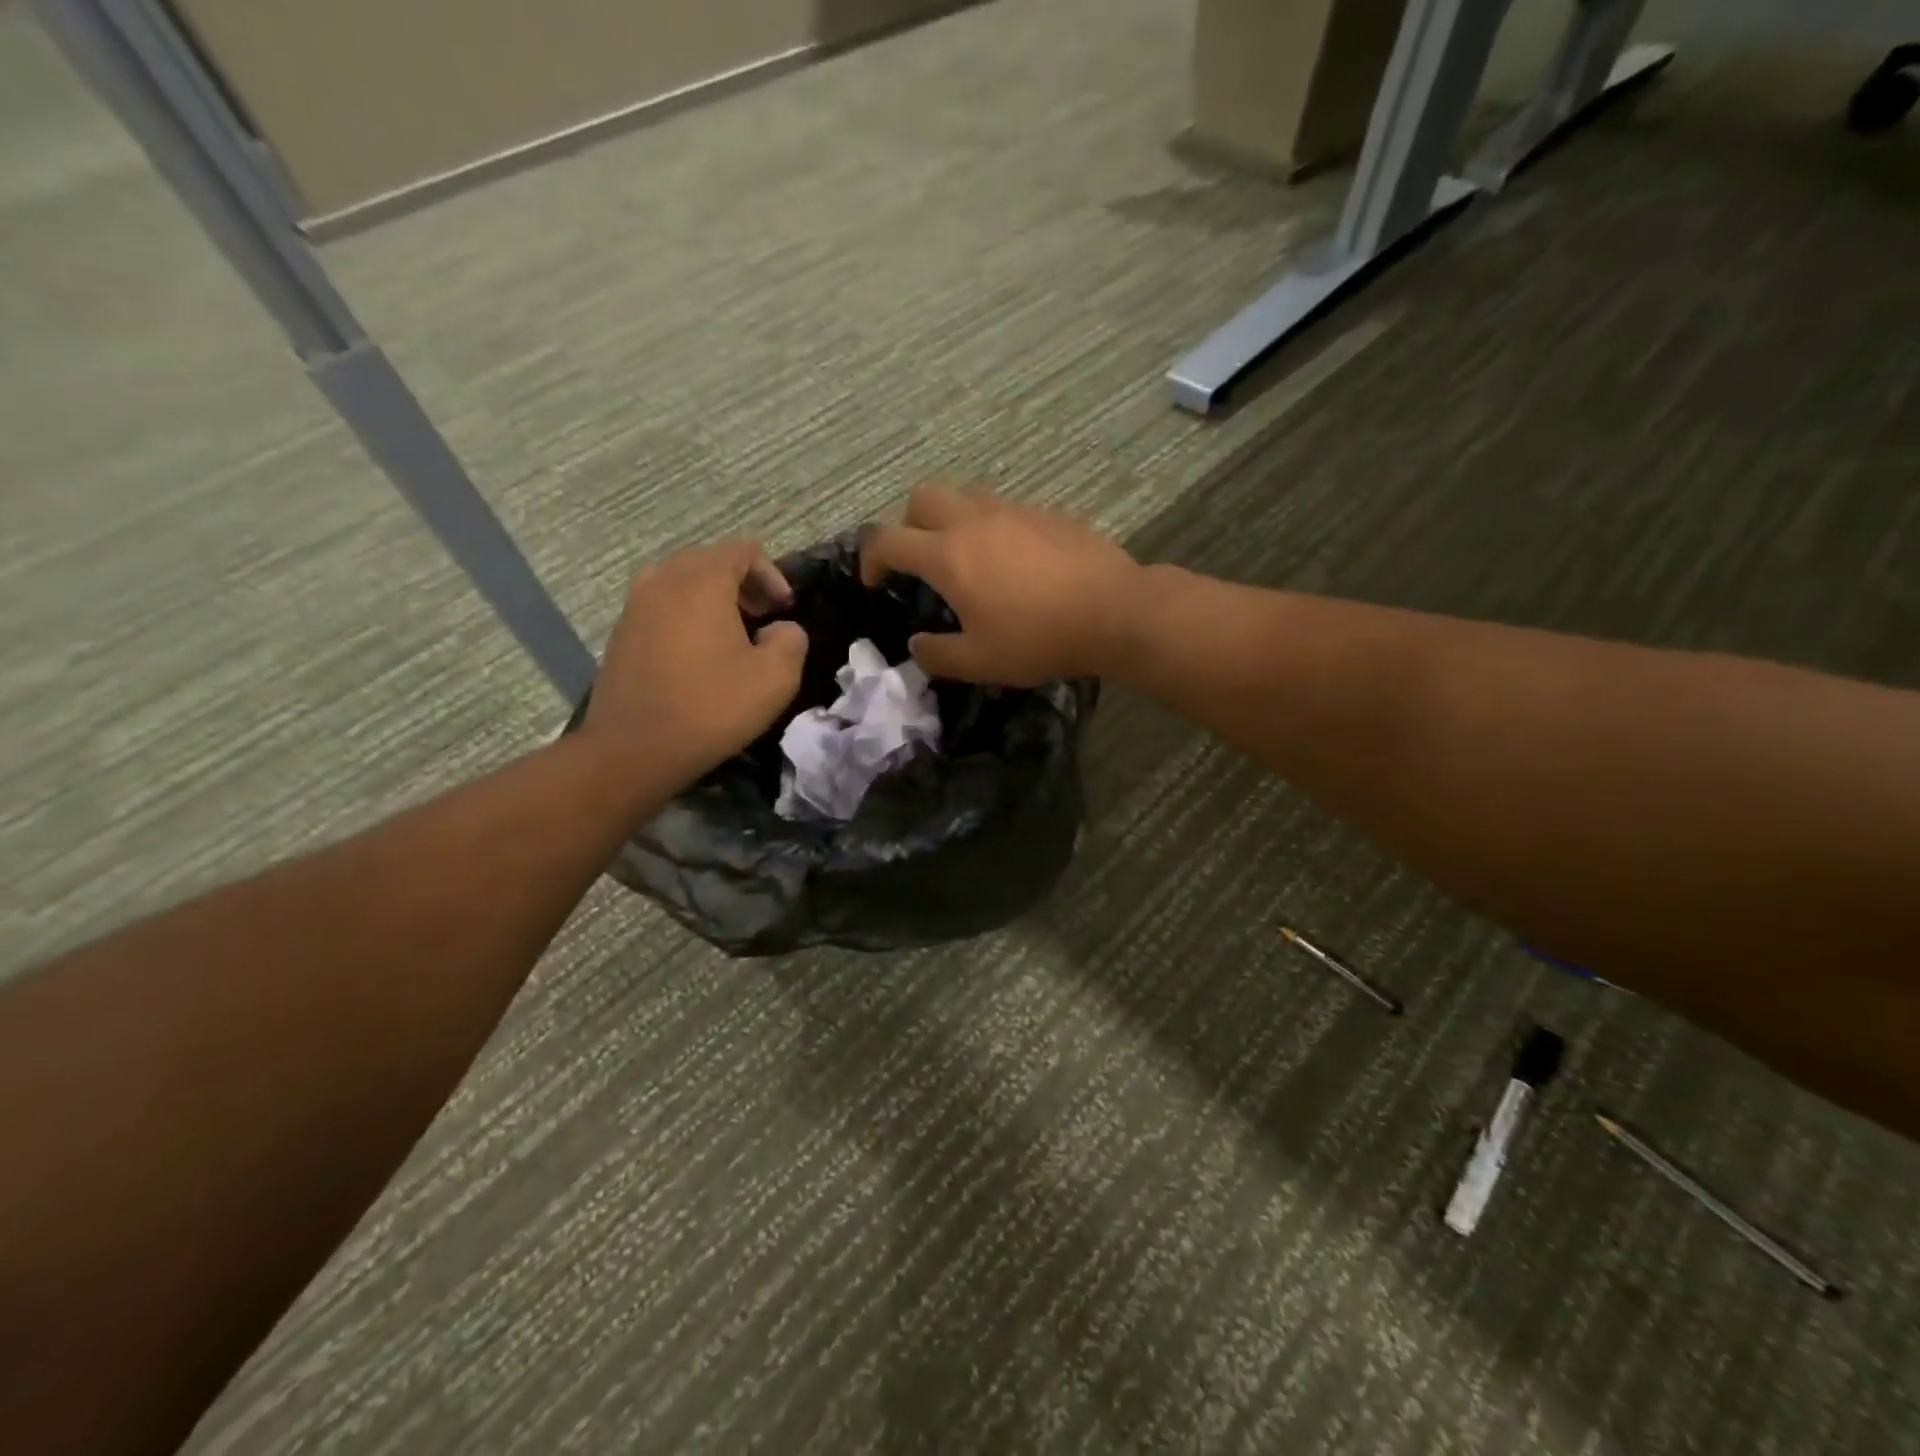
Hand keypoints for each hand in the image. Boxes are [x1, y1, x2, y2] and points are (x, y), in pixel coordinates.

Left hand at [582, 541, 808, 781]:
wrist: (633, 749)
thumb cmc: (711, 708)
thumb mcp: (775, 678)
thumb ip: (792, 639)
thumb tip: (781, 629)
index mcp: (701, 581)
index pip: (743, 551)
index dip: (773, 575)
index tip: (785, 610)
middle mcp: (663, 580)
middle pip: (709, 560)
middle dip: (743, 583)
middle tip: (764, 618)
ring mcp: (635, 605)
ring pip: (681, 581)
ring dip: (712, 598)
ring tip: (732, 634)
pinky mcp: (621, 633)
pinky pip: (661, 605)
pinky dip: (686, 614)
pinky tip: (699, 654)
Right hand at [861, 482, 1143, 684]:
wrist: (1113, 611)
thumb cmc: (1038, 638)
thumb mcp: (979, 662)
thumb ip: (937, 655)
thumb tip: (917, 646)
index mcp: (948, 555)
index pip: (888, 540)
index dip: (871, 558)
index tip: (873, 580)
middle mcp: (975, 520)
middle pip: (922, 497)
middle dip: (908, 524)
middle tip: (920, 560)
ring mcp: (1014, 510)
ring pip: (966, 495)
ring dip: (952, 519)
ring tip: (968, 558)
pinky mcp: (1048, 513)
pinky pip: (1006, 509)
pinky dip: (994, 527)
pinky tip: (1015, 562)